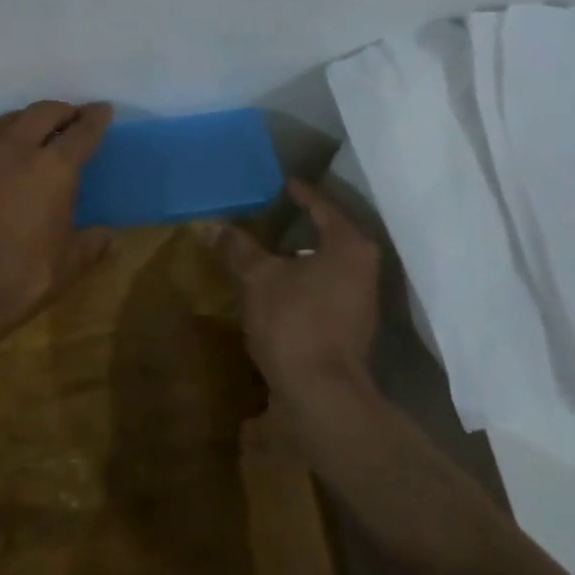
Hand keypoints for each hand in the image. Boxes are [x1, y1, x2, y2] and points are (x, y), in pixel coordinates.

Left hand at [0, 101, 116, 342]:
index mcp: (53, 169)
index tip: (103, 110)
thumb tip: (109, 236)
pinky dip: (8, 136)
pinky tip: (11, 156)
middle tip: (75, 119)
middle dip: (63, 111)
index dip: (95, 119)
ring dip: (31, 117)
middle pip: (43, 113)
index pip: (81, 132)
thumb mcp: (67, 264)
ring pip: (11, 120)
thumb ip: (91, 244)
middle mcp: (19, 152)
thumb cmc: (22, 276)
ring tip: (42, 129)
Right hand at [202, 180, 381, 401]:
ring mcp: (361, 299)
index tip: (283, 183)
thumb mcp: (258, 278)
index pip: (322, 207)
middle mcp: (364, 268)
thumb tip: (211, 225)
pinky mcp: (352, 325)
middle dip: (302, 224)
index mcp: (349, 246)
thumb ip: (238, 248)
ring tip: (270, 246)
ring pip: (328, 264)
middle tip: (273, 211)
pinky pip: (325, 287)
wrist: (321, 392)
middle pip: (330, 234)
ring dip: (301, 255)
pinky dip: (304, 279)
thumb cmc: (294, 321)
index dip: (300, 194)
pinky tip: (279, 284)